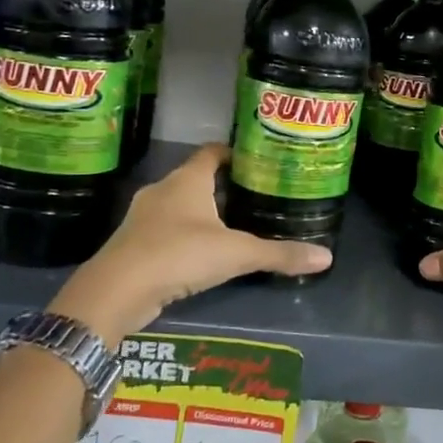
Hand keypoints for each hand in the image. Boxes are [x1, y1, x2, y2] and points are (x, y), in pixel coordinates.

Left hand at [49, 144, 329, 342]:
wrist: (116, 290)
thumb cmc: (179, 255)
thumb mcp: (237, 254)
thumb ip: (279, 254)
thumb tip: (326, 257)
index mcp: (187, 180)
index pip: (211, 152)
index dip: (232, 152)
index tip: (254, 159)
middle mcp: (162, 190)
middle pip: (195, 178)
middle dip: (221, 186)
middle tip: (252, 196)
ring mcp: (143, 217)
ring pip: (178, 206)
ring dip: (201, 213)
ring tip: (231, 226)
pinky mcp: (133, 244)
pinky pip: (164, 231)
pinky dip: (184, 236)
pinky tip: (200, 255)